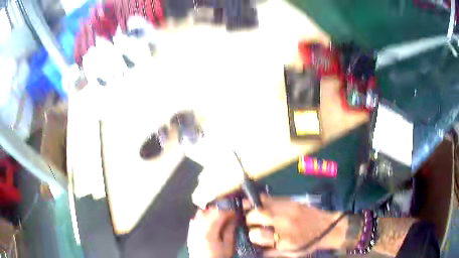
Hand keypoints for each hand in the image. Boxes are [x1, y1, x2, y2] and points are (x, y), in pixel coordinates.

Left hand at [187, 208, 236, 257]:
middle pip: (207, 211)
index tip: (236, 213)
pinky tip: (209, 223)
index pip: (218, 214)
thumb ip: (230, 232)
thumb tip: (234, 220)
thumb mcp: (228, 247)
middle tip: (229, 215)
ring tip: (219, 218)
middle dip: (219, 210)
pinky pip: (195, 219)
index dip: (228, 211)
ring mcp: (192, 230)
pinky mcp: (190, 233)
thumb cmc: (218, 257)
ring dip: (210, 213)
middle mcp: (197, 228)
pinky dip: (202, 217)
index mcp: (208, 233)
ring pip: (199, 213)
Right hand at [244, 195, 346, 256]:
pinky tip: (258, 203)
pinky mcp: (292, 201)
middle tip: (249, 222)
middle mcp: (284, 223)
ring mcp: (288, 209)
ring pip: (263, 204)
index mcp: (283, 239)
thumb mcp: (290, 253)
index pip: (256, 234)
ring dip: (252, 207)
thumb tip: (255, 249)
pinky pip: (272, 198)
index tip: (253, 235)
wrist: (327, 227)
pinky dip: (262, 200)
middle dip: (249, 219)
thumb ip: (271, 252)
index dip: (252, 235)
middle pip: (257, 215)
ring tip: (247, 209)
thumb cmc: (309, 243)